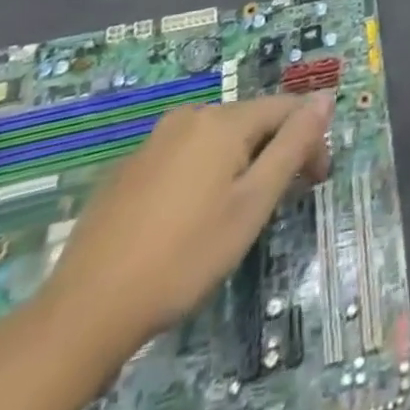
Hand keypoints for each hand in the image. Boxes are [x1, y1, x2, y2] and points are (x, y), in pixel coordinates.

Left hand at [42, 94, 332, 347]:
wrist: (84, 312)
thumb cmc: (184, 256)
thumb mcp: (253, 204)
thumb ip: (293, 145)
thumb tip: (325, 97)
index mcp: (223, 120)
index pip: (287, 109)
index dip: (310, 141)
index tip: (314, 184)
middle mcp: (190, 116)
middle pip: (251, 122)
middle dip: (274, 153)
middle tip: (276, 205)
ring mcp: (154, 141)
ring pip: (216, 140)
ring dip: (239, 164)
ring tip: (236, 214)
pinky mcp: (128, 170)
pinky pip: (183, 157)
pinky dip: (202, 176)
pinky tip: (190, 220)